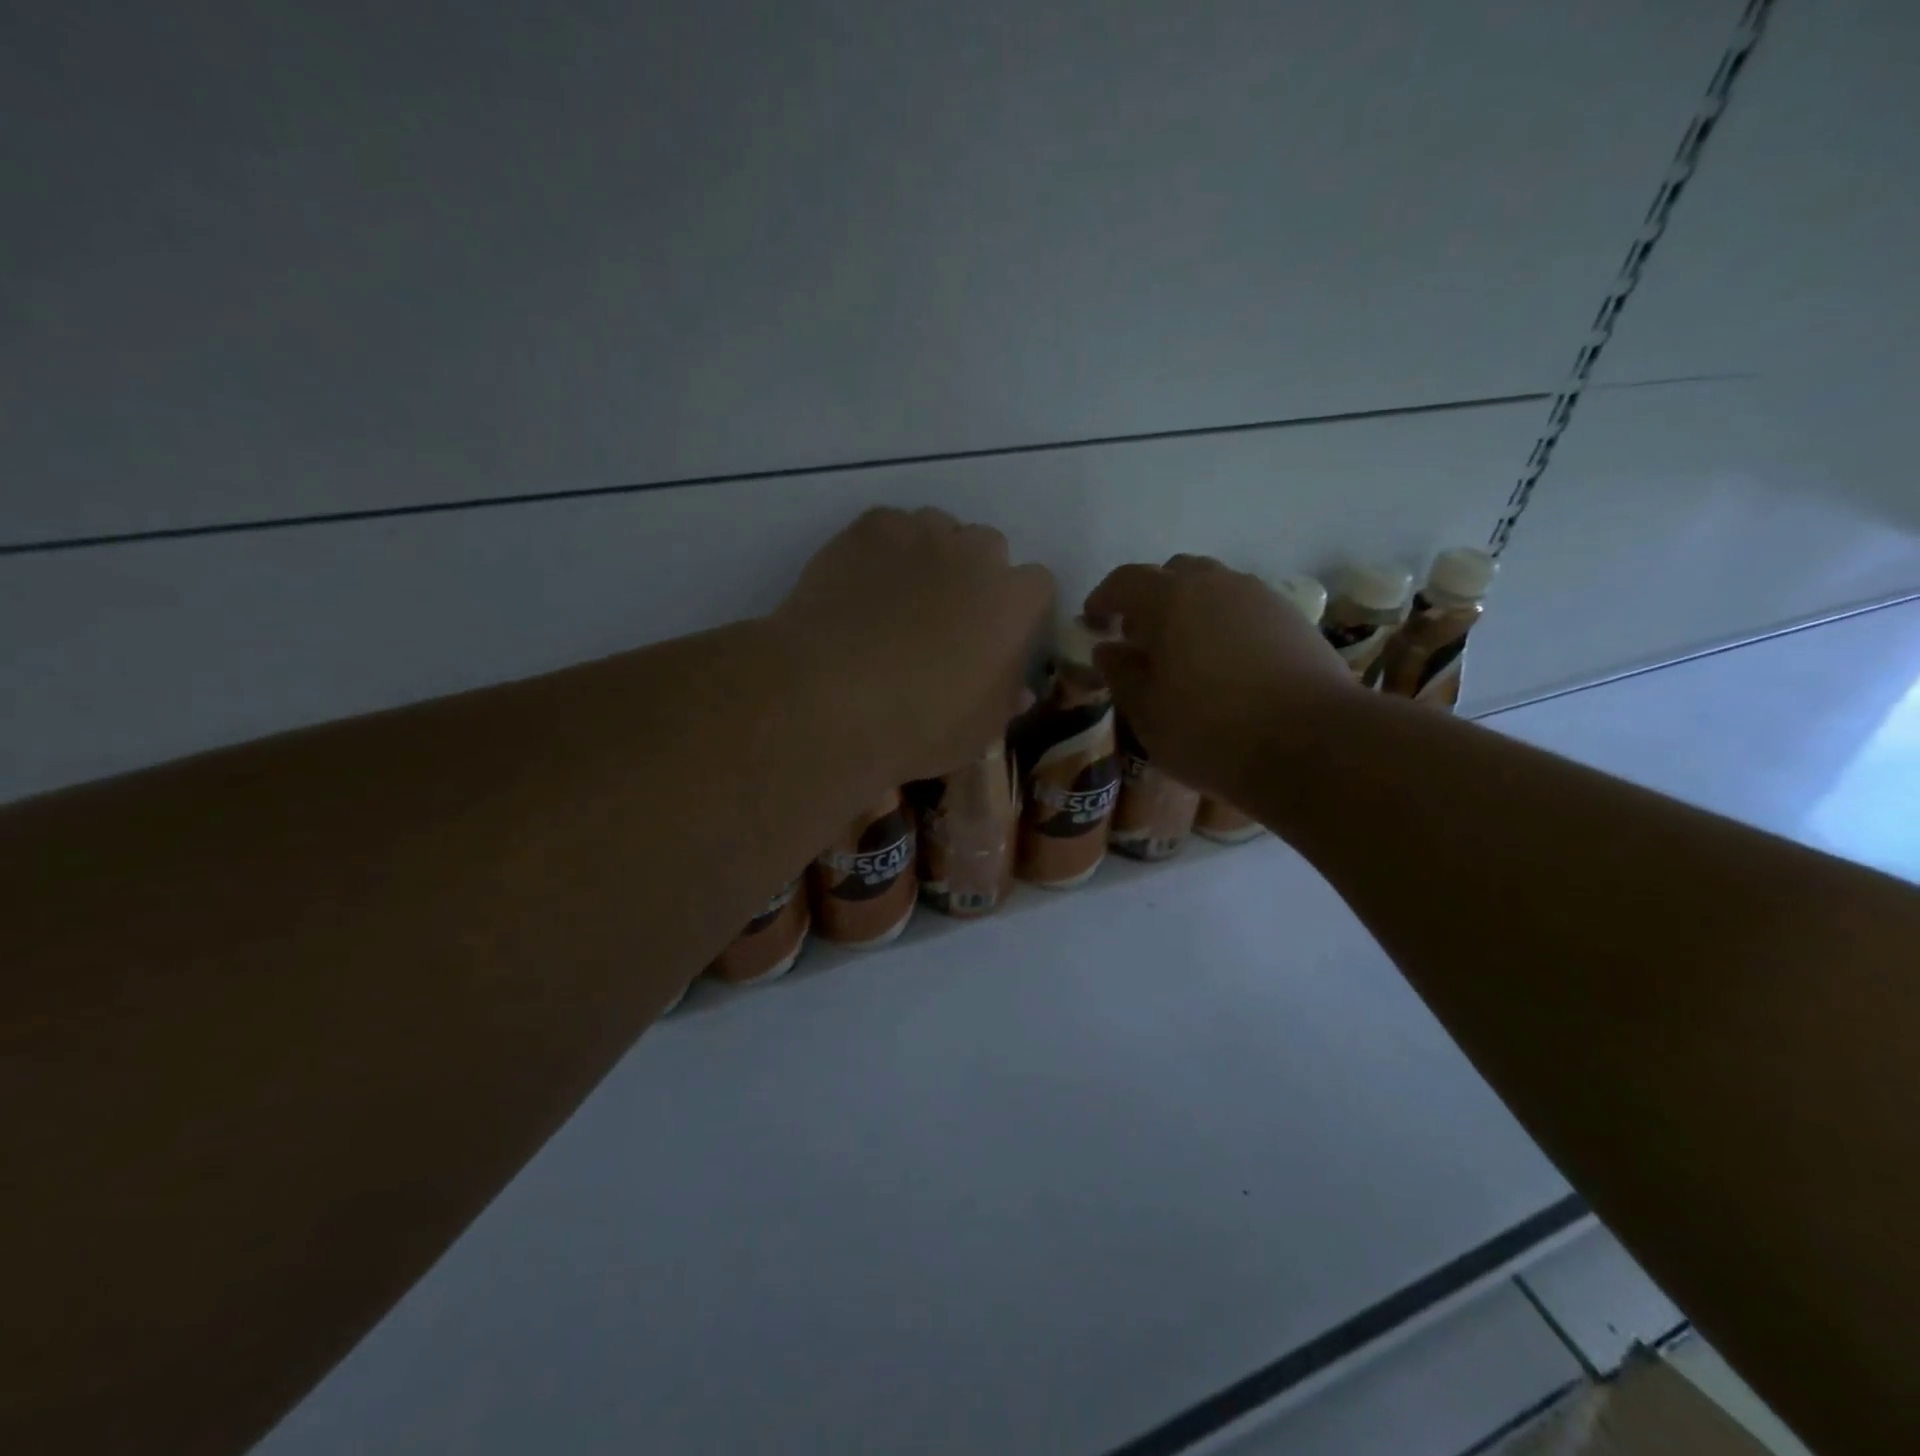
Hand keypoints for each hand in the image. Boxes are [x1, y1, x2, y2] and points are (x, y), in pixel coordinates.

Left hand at [773, 507, 1054, 784]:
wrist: (828, 700)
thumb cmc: (917, 727)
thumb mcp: (976, 734)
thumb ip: (1004, 702)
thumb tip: (1020, 689)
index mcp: (1013, 605)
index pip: (1037, 585)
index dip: (1017, 609)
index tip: (997, 634)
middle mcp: (975, 556)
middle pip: (989, 547)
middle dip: (975, 574)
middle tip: (947, 616)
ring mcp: (920, 535)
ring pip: (939, 528)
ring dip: (932, 555)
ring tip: (900, 596)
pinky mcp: (869, 529)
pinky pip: (889, 526)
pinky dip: (884, 548)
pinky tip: (864, 583)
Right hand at [1084, 555, 1354, 803]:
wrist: (1313, 745)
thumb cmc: (1211, 731)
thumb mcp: (1147, 712)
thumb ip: (1121, 674)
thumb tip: (1108, 649)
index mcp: (1170, 599)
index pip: (1125, 581)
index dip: (1104, 599)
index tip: (1092, 623)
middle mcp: (1216, 584)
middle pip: (1174, 573)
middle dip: (1150, 598)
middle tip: (1140, 637)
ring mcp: (1261, 599)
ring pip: (1215, 588)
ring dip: (1191, 609)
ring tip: (1185, 652)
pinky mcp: (1295, 620)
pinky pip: (1246, 610)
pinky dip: (1225, 625)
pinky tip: (1227, 665)